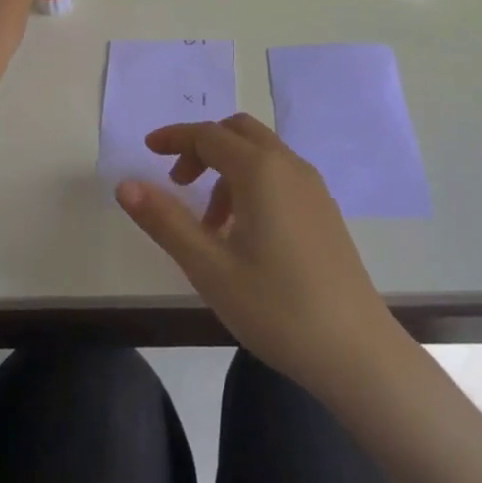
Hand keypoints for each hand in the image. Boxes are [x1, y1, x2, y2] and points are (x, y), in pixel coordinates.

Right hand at [116, 113, 398, 395]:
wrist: (356, 350)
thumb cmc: (277, 307)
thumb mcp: (209, 268)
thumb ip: (166, 221)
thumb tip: (126, 185)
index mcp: (260, 170)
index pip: (208, 135)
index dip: (175, 138)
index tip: (148, 149)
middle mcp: (289, 165)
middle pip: (237, 132)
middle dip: (202, 147)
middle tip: (178, 183)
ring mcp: (312, 186)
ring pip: (260, 153)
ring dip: (227, 170)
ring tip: (209, 226)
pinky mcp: (324, 209)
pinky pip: (279, 174)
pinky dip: (251, 183)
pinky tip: (244, 234)